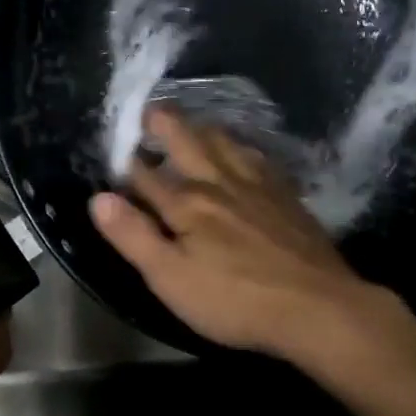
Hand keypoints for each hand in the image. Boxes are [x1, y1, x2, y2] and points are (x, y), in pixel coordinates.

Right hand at [88, 107, 415, 371]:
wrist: (317, 305)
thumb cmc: (235, 299)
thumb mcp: (171, 278)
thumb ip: (133, 236)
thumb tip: (98, 198)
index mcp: (186, 203)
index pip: (146, 175)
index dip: (126, 162)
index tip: (113, 147)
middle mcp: (219, 182)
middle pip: (187, 142)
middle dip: (164, 124)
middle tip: (149, 110)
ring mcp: (257, 185)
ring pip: (224, 142)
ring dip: (202, 128)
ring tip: (191, 122)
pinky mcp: (286, 195)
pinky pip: (258, 157)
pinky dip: (242, 147)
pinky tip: (244, 151)